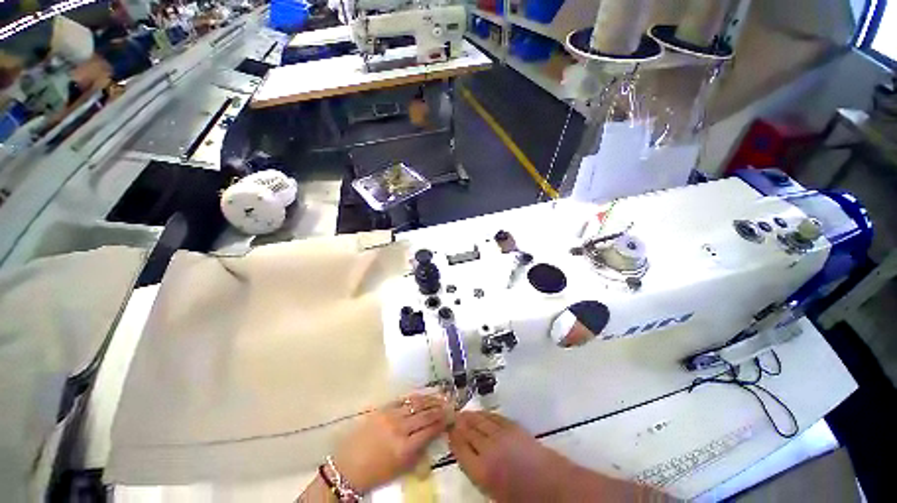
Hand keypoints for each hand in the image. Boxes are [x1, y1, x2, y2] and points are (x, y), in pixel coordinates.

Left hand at [332, 394, 448, 492]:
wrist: (348, 466)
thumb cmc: (376, 473)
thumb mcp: (401, 469)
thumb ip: (419, 452)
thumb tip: (433, 435)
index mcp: (405, 448)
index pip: (430, 430)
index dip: (443, 422)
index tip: (452, 417)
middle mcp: (399, 428)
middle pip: (425, 414)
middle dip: (439, 409)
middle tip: (449, 404)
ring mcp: (390, 416)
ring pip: (415, 404)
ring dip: (430, 400)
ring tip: (440, 397)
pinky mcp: (382, 409)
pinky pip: (402, 400)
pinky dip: (415, 397)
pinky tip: (422, 395)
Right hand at [448, 411, 572, 501]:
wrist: (553, 486)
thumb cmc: (522, 497)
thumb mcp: (495, 494)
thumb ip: (479, 472)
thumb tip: (468, 456)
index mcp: (482, 471)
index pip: (461, 450)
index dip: (453, 438)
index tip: (448, 430)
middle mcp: (489, 449)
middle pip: (469, 432)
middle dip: (459, 424)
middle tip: (452, 417)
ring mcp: (502, 435)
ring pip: (481, 421)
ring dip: (470, 416)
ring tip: (463, 413)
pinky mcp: (514, 427)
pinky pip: (495, 417)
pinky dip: (486, 414)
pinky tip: (481, 413)